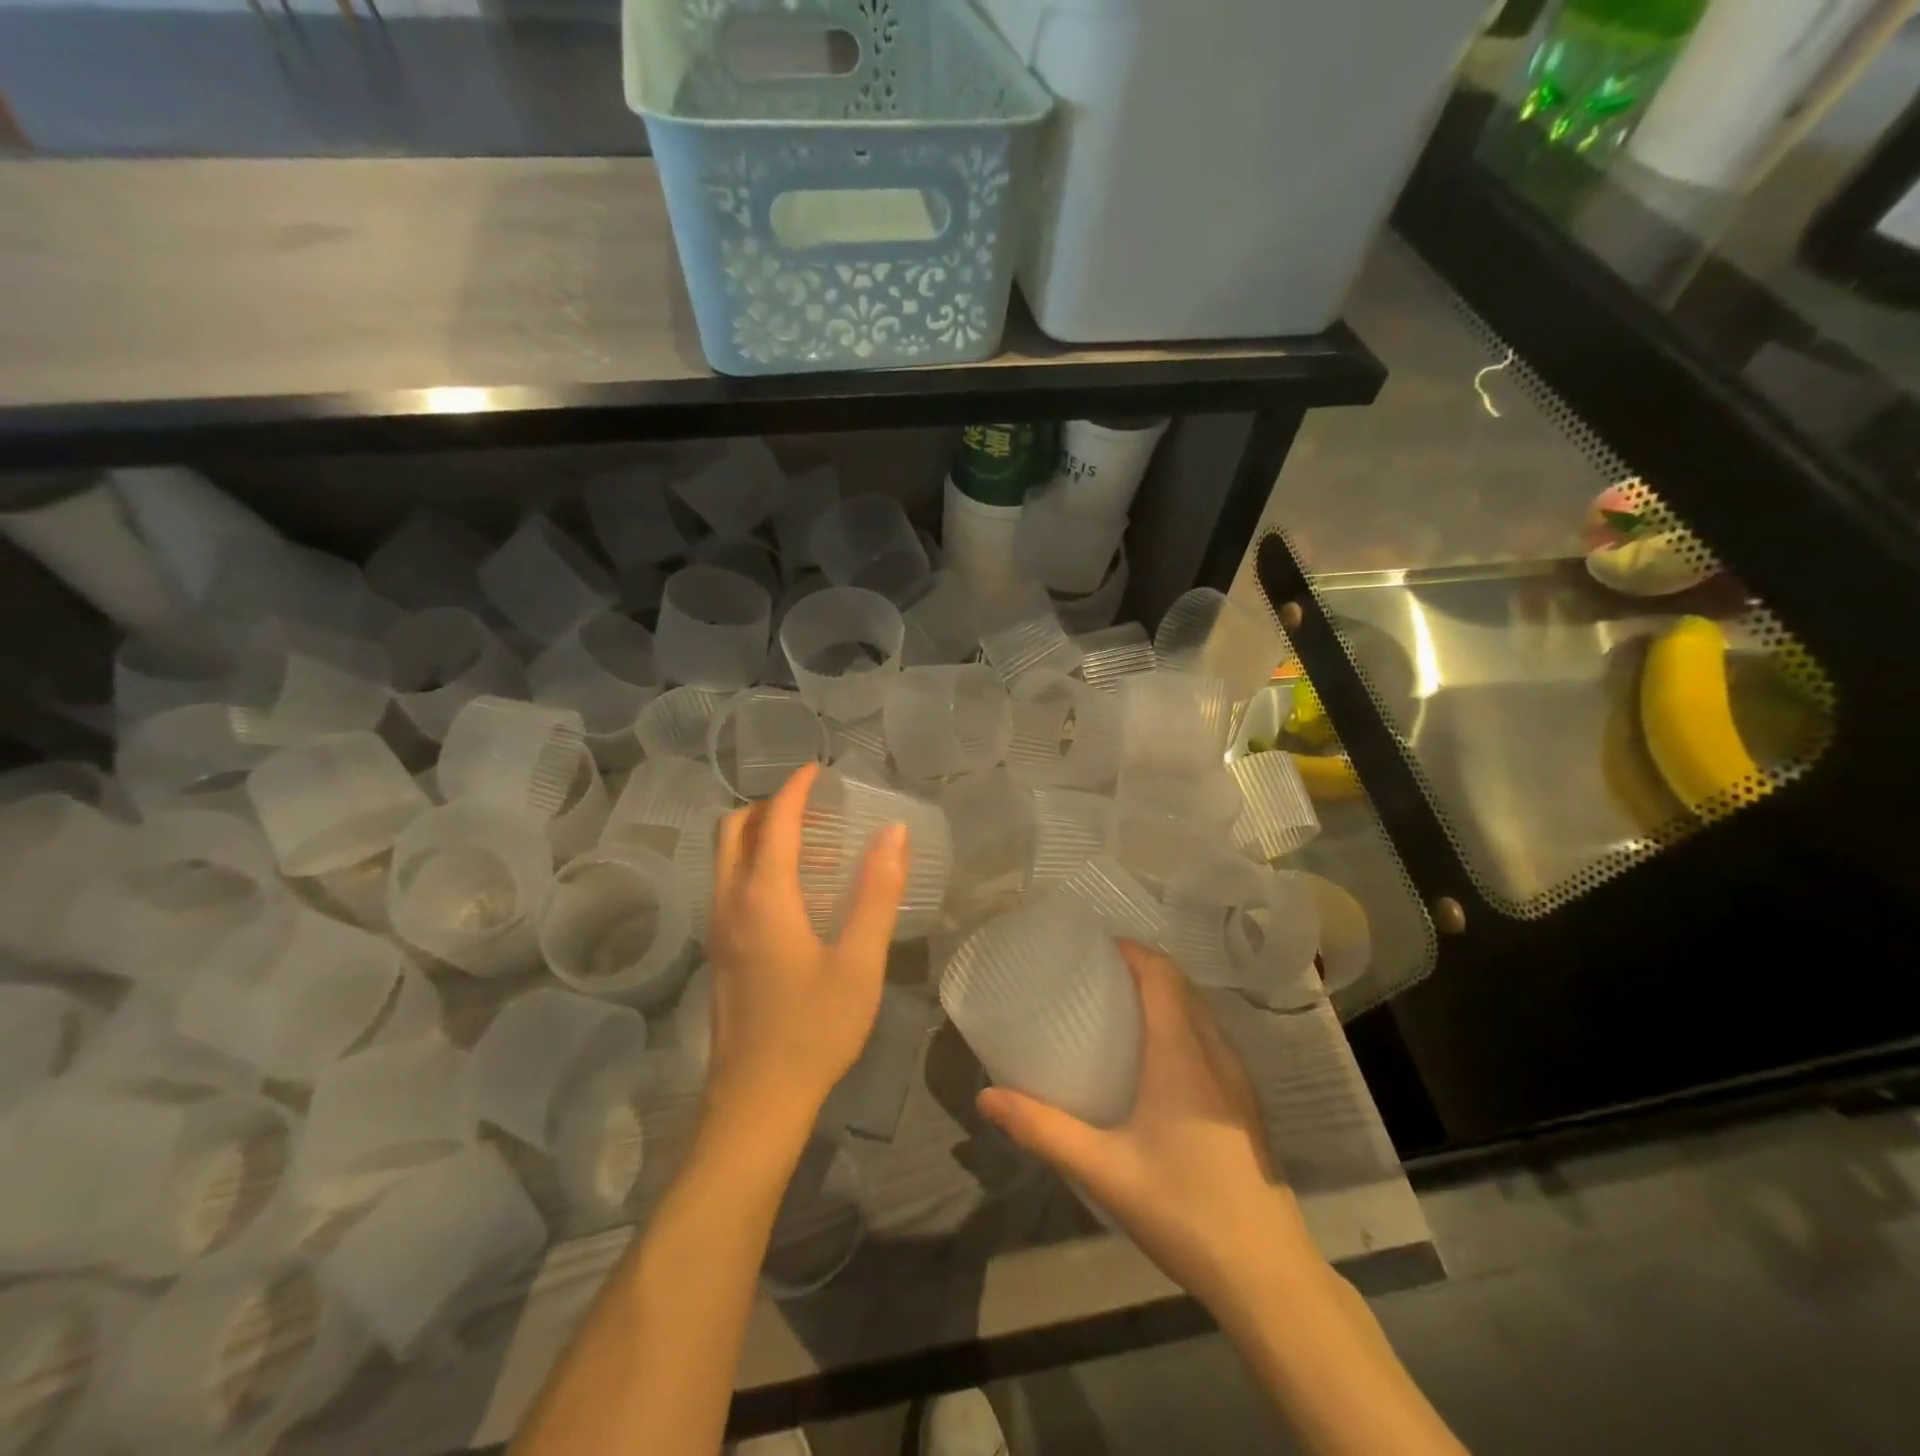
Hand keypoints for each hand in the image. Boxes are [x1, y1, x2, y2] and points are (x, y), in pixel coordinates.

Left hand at [702, 763, 907, 1129]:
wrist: (756, 1102)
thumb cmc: (813, 1030)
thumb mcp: (859, 962)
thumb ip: (877, 892)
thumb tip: (893, 832)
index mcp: (763, 897)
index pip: (774, 821)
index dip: (796, 789)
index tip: (819, 771)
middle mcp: (730, 903)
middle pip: (733, 830)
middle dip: (769, 806)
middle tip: (814, 806)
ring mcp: (719, 929)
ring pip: (727, 858)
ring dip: (761, 835)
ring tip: (814, 842)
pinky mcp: (720, 953)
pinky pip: (731, 885)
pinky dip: (756, 865)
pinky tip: (798, 893)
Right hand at [976, 941, 1318, 1317]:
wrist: (1269, 1276)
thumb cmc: (1184, 1210)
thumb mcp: (1103, 1170)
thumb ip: (1043, 1129)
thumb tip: (986, 1097)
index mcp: (1182, 1053)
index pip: (1162, 975)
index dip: (1131, 950)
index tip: (1093, 947)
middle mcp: (1215, 1053)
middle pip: (1181, 987)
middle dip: (1141, 969)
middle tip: (1094, 976)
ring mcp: (1237, 1081)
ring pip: (1200, 1014)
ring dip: (1164, 997)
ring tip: (1119, 1010)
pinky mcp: (1246, 1106)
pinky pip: (1211, 1041)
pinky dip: (1181, 1026)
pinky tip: (1156, 1063)